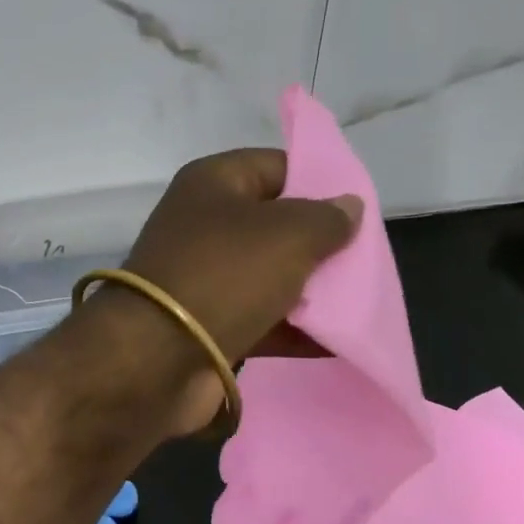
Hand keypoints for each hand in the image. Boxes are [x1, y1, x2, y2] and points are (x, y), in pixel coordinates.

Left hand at [76, 149, 360, 433]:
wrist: (157, 357)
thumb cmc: (224, 274)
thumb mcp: (287, 234)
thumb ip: (326, 218)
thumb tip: (348, 205)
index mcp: (213, 183)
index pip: (275, 166)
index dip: (318, 181)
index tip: (359, 208)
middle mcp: (204, 224)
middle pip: (275, 223)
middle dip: (321, 241)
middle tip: (367, 259)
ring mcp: (204, 276)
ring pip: (270, 273)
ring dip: (312, 289)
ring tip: (363, 300)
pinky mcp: (208, 323)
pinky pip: (263, 318)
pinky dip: (295, 329)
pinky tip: (338, 341)